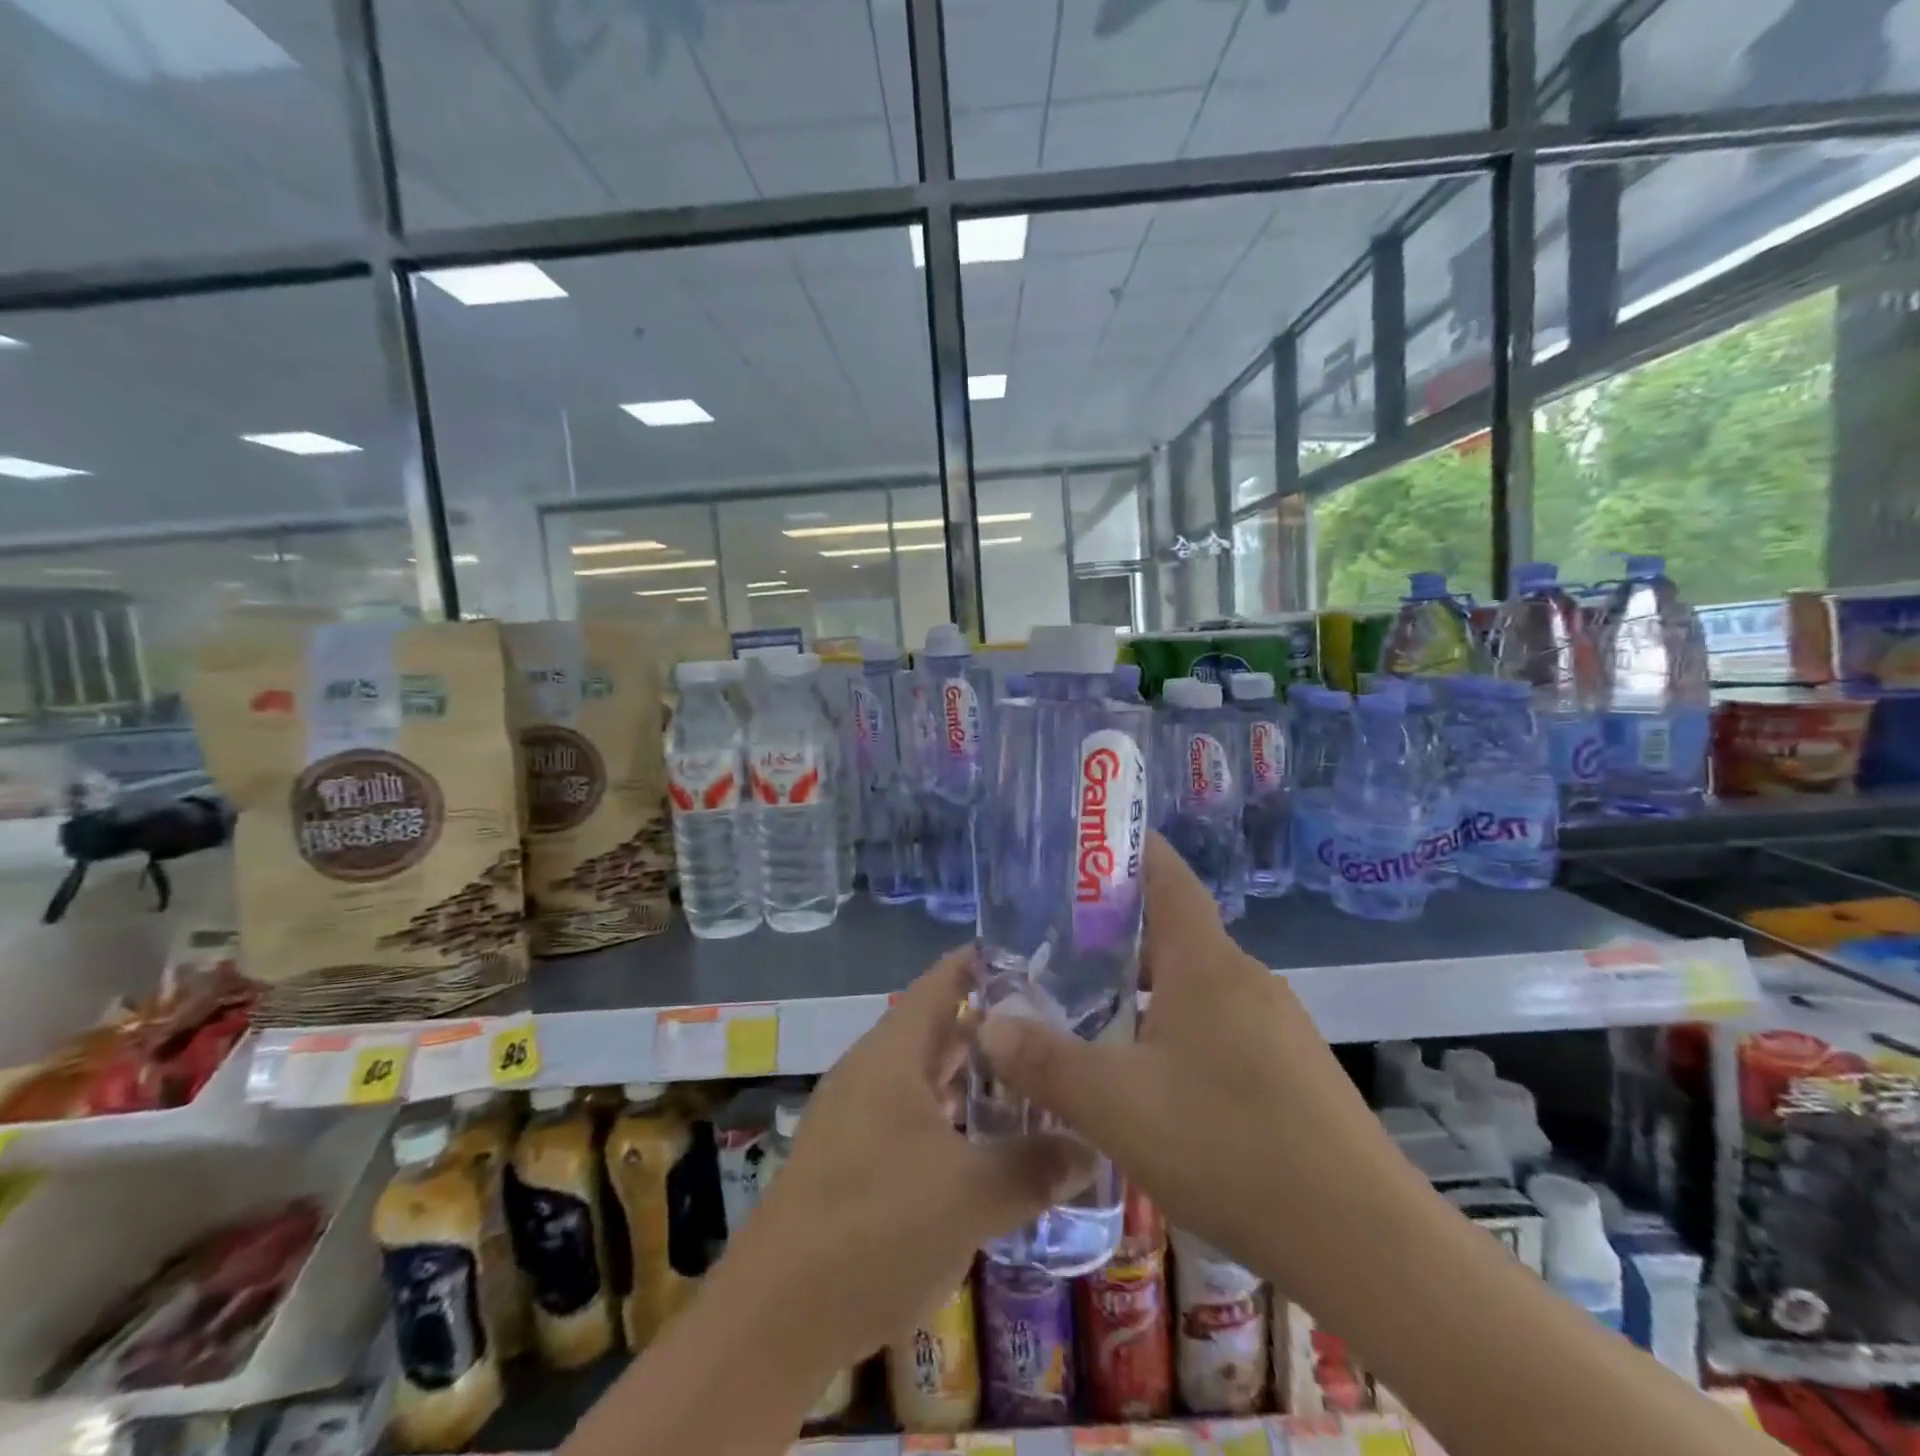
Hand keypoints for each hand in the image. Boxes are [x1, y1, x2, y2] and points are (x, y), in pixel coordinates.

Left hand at [729, 948, 1091, 1369]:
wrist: (775, 1317)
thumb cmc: (876, 1228)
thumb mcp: (970, 1195)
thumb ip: (1034, 1165)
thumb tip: (1091, 1147)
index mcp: (892, 1055)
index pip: (940, 983)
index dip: (981, 963)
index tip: (1032, 957)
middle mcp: (871, 1072)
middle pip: (935, 1029)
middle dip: (990, 1026)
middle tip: (1051, 1027)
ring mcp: (856, 1115)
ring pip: (923, 1077)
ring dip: (971, 1078)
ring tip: (1029, 1081)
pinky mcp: (851, 1158)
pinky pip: (911, 1116)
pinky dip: (950, 1117)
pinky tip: (984, 1144)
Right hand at [977, 835, 1398, 1301]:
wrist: (1365, 1241)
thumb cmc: (1228, 1145)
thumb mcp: (1115, 1104)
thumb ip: (1043, 1061)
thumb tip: (986, 1024)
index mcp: (1205, 961)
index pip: (1166, 874)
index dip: (1127, 849)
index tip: (1081, 846)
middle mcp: (1244, 976)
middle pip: (1175, 929)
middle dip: (1116, 930)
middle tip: (1058, 944)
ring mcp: (1276, 1022)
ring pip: (1196, 981)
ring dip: (1146, 984)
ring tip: (1094, 1009)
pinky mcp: (1291, 1067)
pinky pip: (1220, 1022)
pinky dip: (1177, 1025)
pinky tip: (1152, 1076)